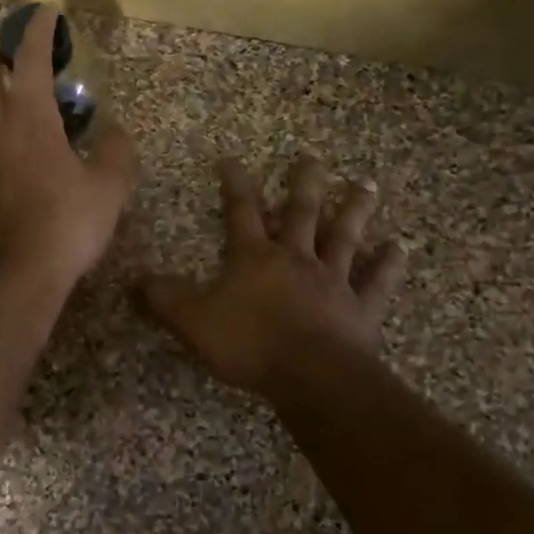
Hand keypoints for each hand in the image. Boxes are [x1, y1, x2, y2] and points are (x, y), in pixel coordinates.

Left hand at [0, 5, 137, 301]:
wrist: (10, 277)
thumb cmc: (64, 226)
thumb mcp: (108, 189)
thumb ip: (116, 153)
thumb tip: (114, 135)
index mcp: (27, 117)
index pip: (29, 58)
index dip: (38, 31)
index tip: (45, 13)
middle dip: (1, 56)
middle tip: (21, 58)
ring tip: (9, 100)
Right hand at [140, 155, 404, 394]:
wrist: (310, 375)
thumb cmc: (249, 343)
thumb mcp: (192, 321)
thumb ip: (163, 299)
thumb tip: (134, 280)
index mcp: (254, 257)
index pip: (241, 211)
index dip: (235, 185)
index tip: (233, 159)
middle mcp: (296, 259)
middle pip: (301, 212)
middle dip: (304, 183)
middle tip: (314, 157)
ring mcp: (332, 281)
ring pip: (344, 237)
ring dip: (354, 210)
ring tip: (366, 184)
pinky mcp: (360, 309)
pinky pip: (376, 282)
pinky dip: (388, 264)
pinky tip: (399, 247)